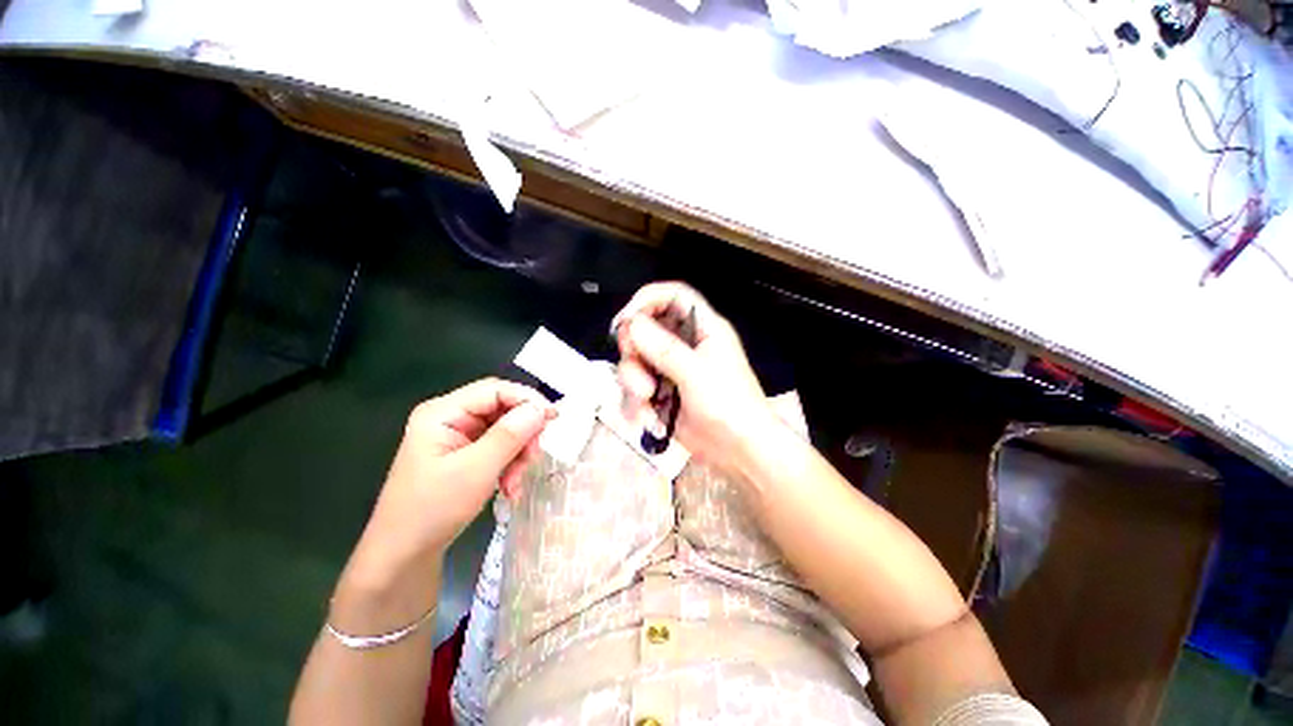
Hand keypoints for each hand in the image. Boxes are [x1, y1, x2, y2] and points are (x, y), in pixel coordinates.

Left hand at [348, 379, 553, 584]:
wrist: (403, 556)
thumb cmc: (432, 510)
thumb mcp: (476, 471)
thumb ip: (510, 435)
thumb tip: (541, 408)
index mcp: (442, 413)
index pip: (494, 390)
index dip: (527, 399)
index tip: (553, 418)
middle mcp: (451, 418)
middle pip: (502, 410)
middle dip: (522, 434)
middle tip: (533, 458)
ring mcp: (458, 437)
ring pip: (505, 431)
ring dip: (518, 455)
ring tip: (515, 483)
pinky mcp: (465, 455)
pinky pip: (499, 449)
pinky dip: (510, 465)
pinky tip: (509, 488)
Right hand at [614, 282, 780, 475]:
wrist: (739, 451)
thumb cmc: (729, 407)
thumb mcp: (697, 374)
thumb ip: (663, 348)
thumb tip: (632, 323)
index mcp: (703, 328)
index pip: (672, 296)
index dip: (647, 300)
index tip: (625, 319)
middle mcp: (685, 344)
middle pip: (645, 328)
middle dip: (634, 350)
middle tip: (637, 368)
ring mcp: (671, 369)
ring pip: (637, 360)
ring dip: (634, 381)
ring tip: (647, 400)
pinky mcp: (663, 392)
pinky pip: (637, 387)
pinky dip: (637, 402)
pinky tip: (647, 418)